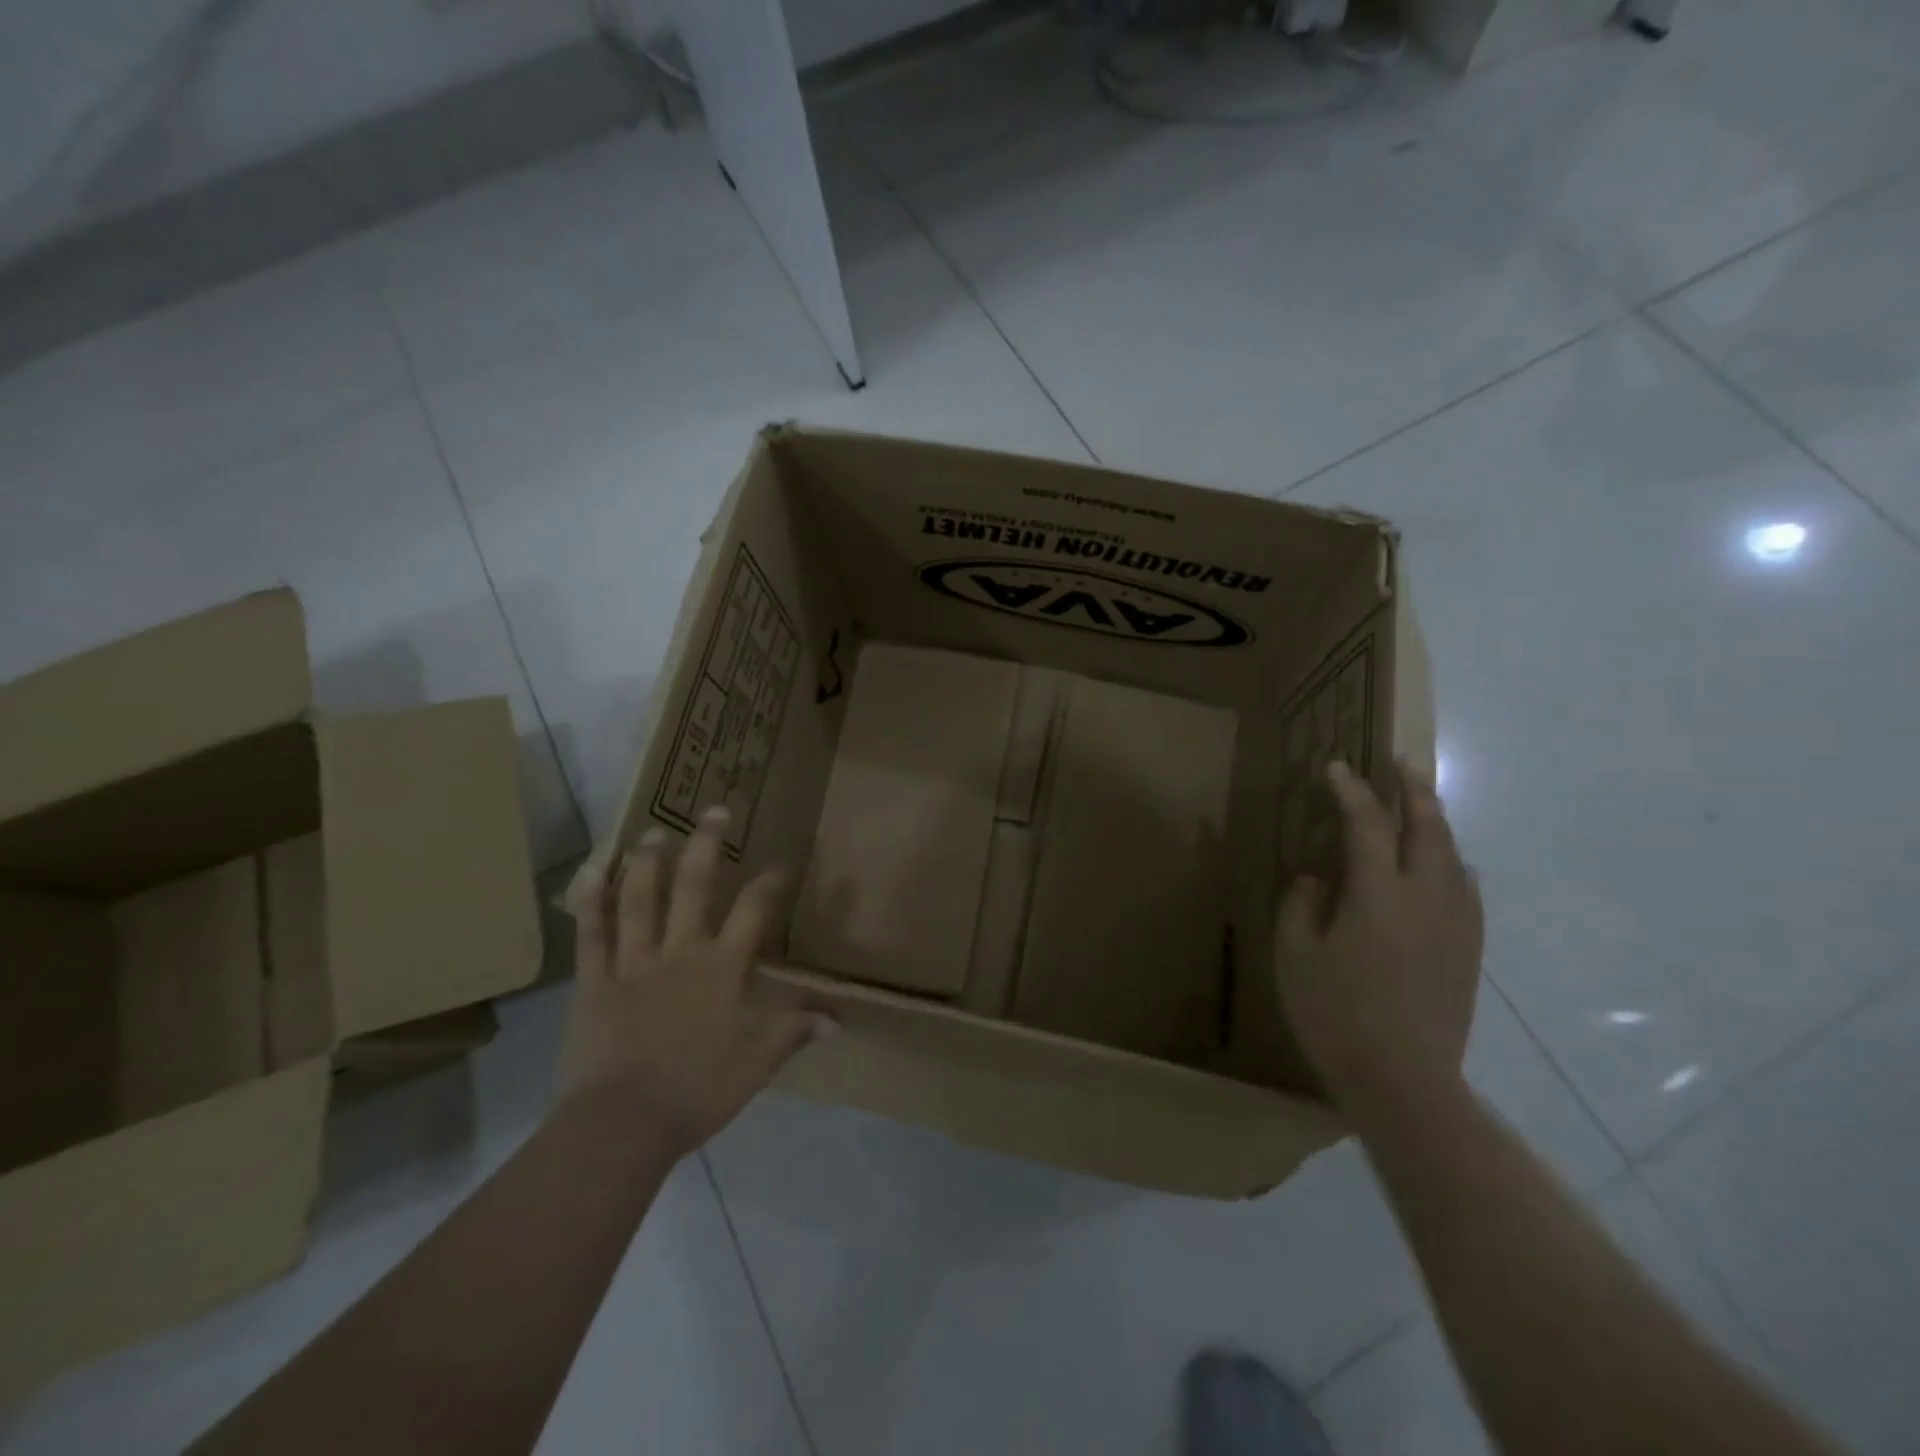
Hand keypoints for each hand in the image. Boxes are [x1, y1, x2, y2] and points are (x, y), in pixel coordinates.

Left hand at [560, 807, 818, 1158]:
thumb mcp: (756, 1065)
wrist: (622, 1126)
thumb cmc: (696, 1091)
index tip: (780, 863)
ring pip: (640, 899)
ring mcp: (633, 962)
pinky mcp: (593, 980)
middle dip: (707, 846)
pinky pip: (589, 933)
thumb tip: (839, 1020)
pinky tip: (588, 869)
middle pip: (695, 888)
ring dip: (648, 861)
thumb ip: (793, 1032)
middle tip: (714, 810)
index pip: (753, 911)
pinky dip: (587, 900)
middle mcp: (679, 952)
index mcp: (721, 969)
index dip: (769, 882)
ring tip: (654, 831)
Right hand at [1274, 759, 1482, 1124]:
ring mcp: (1456, 924)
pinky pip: (1465, 888)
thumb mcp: (1295, 956)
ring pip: (1453, 855)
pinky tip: (1443, 866)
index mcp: (1379, 895)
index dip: (1350, 791)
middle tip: (1401, 763)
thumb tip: (1318, 878)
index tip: (1336, 768)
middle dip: (1414, 790)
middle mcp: (1427, 898)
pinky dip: (1451, 861)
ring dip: (1435, 822)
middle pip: (1428, 828)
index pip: (1366, 825)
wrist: (1405, 1082)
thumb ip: (1302, 905)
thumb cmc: (1336, 1015)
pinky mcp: (1469, 950)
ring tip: (1420, 806)